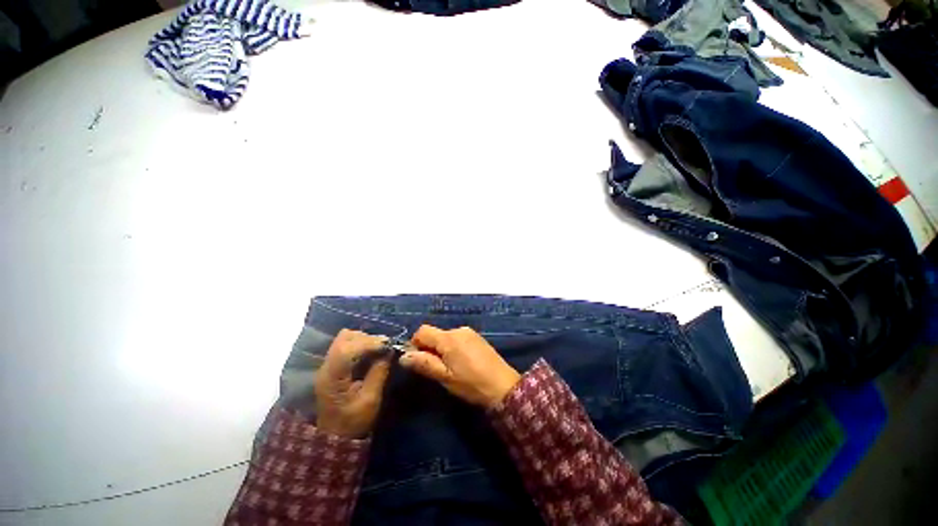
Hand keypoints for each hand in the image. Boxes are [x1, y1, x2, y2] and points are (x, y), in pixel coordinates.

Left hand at [315, 329, 391, 438]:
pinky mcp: (332, 367)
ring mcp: (327, 366)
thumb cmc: (353, 423)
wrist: (333, 440)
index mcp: (333, 376)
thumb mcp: (370, 400)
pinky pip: (346, 346)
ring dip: (364, 340)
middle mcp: (326, 366)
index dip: (370, 342)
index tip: (389, 345)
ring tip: (379, 349)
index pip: (348, 348)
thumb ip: (379, 372)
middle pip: (345, 338)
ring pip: (345, 339)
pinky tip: (371, 353)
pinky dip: (360, 345)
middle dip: (368, 338)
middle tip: (385, 347)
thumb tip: (390, 351)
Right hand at [399, 325, 520, 408]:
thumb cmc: (471, 383)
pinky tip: (462, 364)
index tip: (419, 361)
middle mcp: (458, 330)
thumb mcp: (444, 376)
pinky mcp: (477, 338)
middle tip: (436, 369)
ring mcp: (469, 333)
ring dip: (442, 349)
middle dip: (430, 348)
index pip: (422, 331)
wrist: (503, 386)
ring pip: (446, 337)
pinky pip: (458, 339)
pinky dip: (453, 348)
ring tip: (450, 369)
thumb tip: (403, 356)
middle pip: (435, 334)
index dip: (415, 344)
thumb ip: (424, 363)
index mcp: (448, 338)